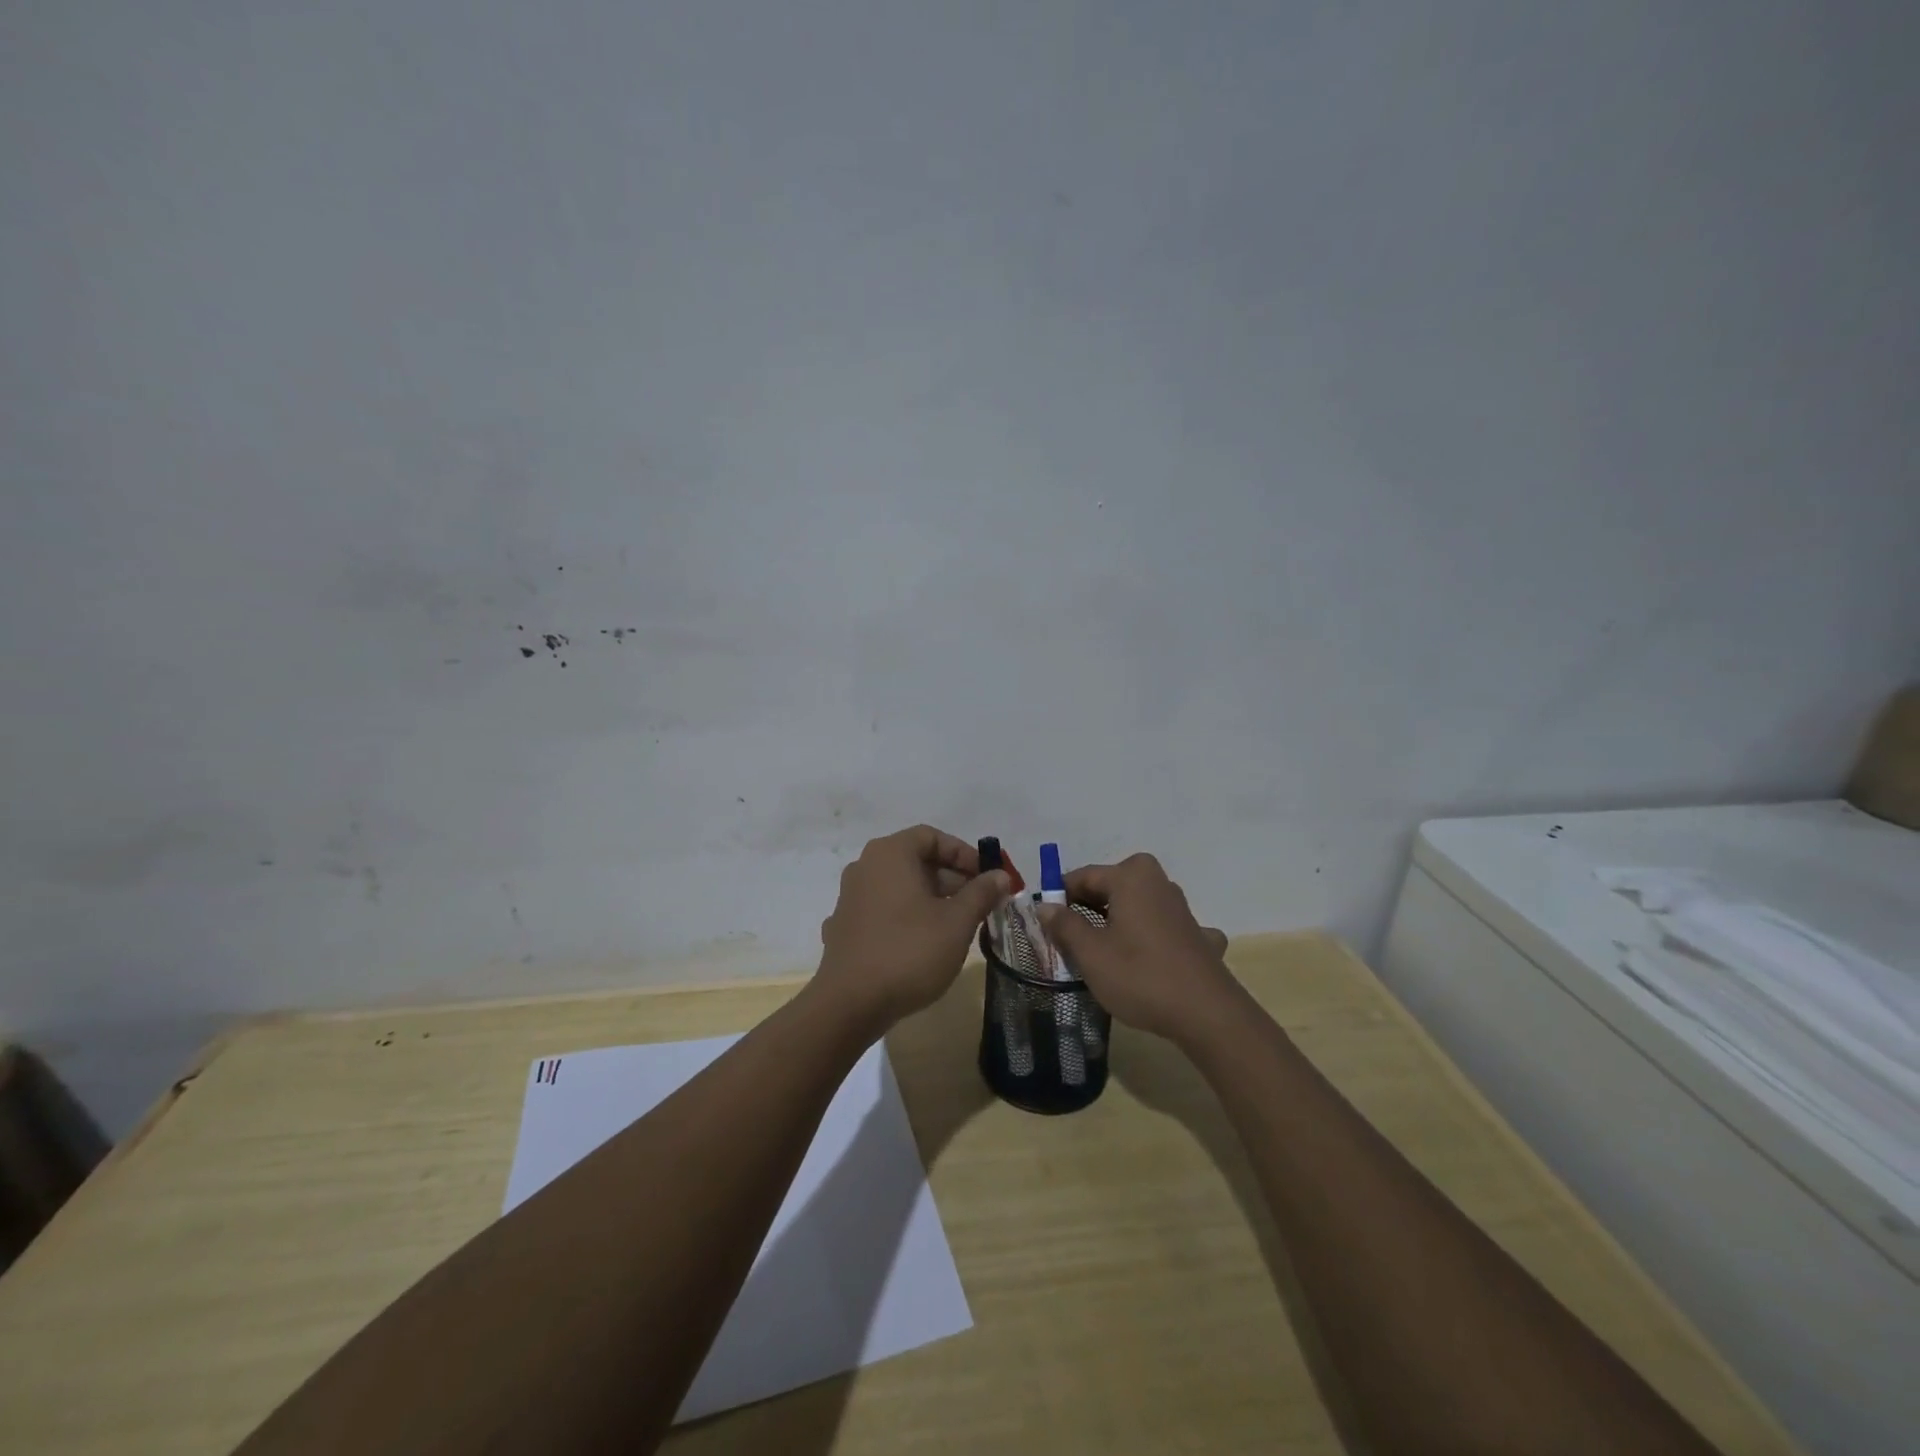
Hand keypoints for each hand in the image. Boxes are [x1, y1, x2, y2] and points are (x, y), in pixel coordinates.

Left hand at [816, 825, 1009, 1027]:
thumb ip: (981, 893)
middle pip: (915, 860)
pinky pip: (882, 910)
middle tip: (979, 904)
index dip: (964, 853)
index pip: (932, 837)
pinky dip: (906, 917)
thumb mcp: (957, 922)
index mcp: (890, 854)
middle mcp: (865, 867)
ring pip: (899, 887)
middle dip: (951, 879)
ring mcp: (850, 897)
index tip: (987, 878)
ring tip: (957, 926)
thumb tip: (1000, 876)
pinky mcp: (844, 927)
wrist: (850, 1004)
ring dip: (931, 898)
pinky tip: (922, 943)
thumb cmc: (909, 952)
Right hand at [1040, 853, 1234, 1042]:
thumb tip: (1045, 907)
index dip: (1060, 898)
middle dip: (1088, 909)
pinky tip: (1150, 960)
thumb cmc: (1140, 976)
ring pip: (1137, 906)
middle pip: (1110, 888)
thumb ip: (1064, 925)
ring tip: (1102, 954)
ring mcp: (1182, 908)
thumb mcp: (1091, 953)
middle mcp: (1158, 882)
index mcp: (1130, 877)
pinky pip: (1162, 929)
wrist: (1207, 1014)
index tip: (1045, 923)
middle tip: (1069, 940)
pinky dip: (1151, 939)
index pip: (1082, 876)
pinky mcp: (1199, 935)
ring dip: (1118, 922)